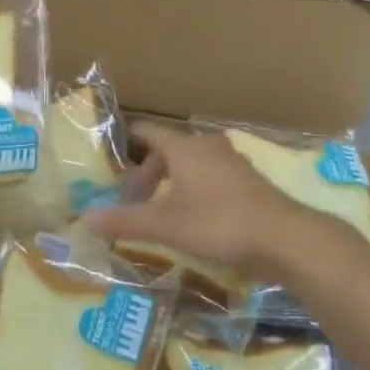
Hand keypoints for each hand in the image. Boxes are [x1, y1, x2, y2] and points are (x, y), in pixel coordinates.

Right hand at [83, 121, 322, 277]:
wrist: (283, 238)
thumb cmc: (218, 223)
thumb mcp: (165, 225)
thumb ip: (125, 221)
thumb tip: (85, 217)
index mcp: (184, 147)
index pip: (148, 132)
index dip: (127, 139)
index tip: (111, 150)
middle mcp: (207, 146)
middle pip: (168, 151)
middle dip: (148, 174)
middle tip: (133, 200)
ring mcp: (231, 162)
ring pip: (191, 165)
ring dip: (172, 183)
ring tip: (160, 212)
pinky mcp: (248, 181)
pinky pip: (210, 177)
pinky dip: (193, 190)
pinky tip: (193, 219)